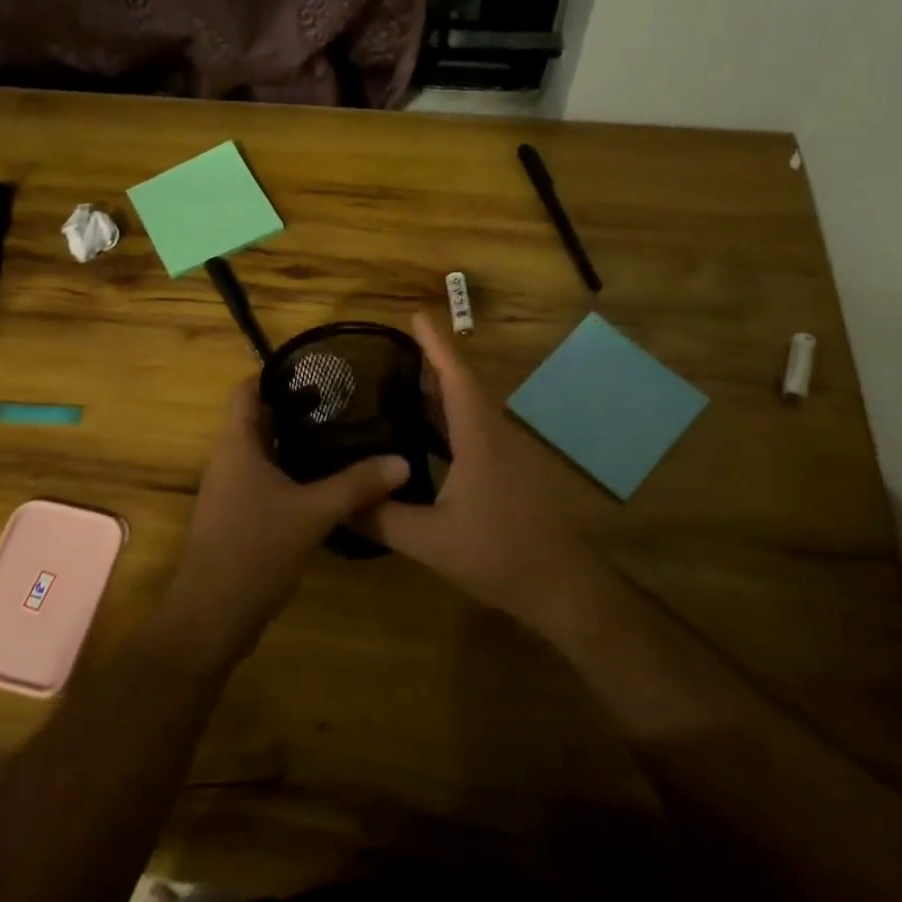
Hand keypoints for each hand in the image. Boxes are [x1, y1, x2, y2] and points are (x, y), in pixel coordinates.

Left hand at [156, 377, 408, 668]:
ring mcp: (232, 491)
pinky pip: (268, 482)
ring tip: (345, 436)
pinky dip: (295, 474)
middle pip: (259, 419)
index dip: (276, 373)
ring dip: (299, 443)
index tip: (318, 369)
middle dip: (298, 408)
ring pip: (266, 453)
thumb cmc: (254, 550)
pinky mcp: (240, 518)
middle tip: (345, 402)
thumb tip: (403, 460)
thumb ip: (357, 484)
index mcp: (236, 445)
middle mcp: (229, 461)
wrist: (211, 617)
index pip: (247, 390)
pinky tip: (330, 483)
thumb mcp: (313, 513)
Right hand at [361, 315, 596, 638]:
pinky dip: (448, 422)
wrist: (562, 586)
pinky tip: (425, 436)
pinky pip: (474, 432)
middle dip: (431, 362)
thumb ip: (382, 519)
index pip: (455, 377)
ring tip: (401, 383)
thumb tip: (339, 503)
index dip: (435, 344)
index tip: (416, 314)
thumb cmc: (499, 555)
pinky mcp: (510, 473)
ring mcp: (506, 455)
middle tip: (392, 350)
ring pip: (469, 410)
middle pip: (462, 387)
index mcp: (479, 438)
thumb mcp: (431, 541)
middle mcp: (495, 436)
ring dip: (440, 393)